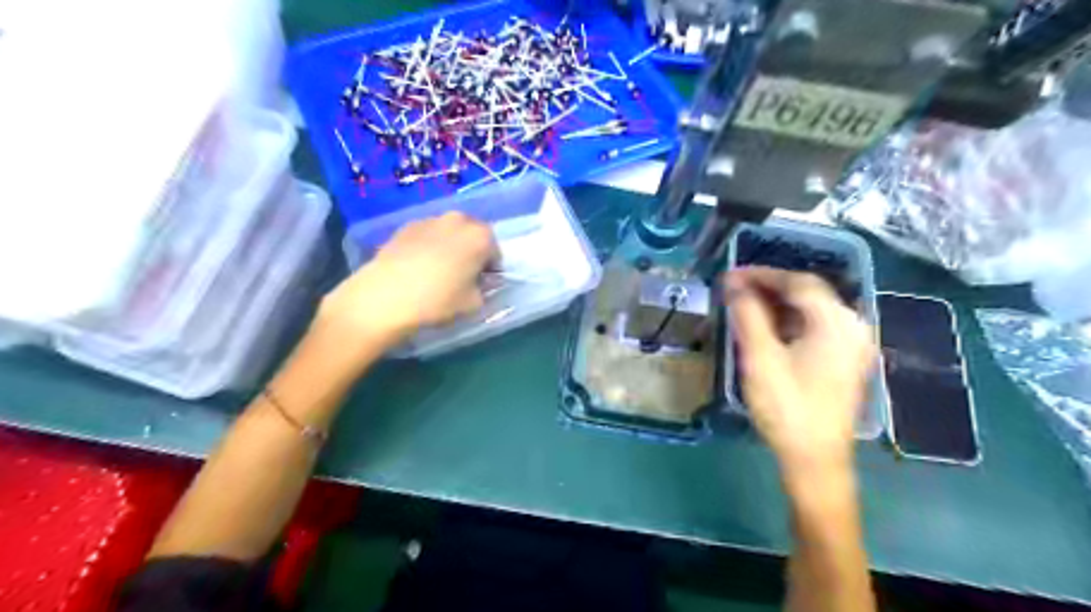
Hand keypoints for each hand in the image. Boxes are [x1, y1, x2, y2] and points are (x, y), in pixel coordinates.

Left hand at [316, 212, 497, 350]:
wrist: (384, 296)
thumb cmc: (437, 300)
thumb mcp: (474, 303)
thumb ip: (485, 289)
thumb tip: (480, 282)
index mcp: (480, 236)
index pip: (495, 251)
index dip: (490, 268)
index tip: (481, 283)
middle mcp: (458, 220)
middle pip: (472, 234)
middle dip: (471, 251)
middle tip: (462, 275)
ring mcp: (429, 220)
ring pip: (449, 233)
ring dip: (450, 247)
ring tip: (437, 272)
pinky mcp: (405, 226)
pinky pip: (427, 235)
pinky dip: (428, 246)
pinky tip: (417, 268)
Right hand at [726, 271, 875, 476]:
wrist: (815, 459)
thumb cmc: (787, 406)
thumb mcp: (760, 357)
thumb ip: (747, 314)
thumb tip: (733, 283)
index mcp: (837, 322)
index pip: (798, 282)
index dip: (762, 274)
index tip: (730, 275)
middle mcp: (852, 327)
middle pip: (808, 293)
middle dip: (769, 286)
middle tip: (734, 288)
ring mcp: (852, 345)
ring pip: (811, 310)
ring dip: (778, 303)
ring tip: (744, 304)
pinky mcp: (844, 361)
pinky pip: (815, 327)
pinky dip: (789, 320)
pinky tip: (766, 326)